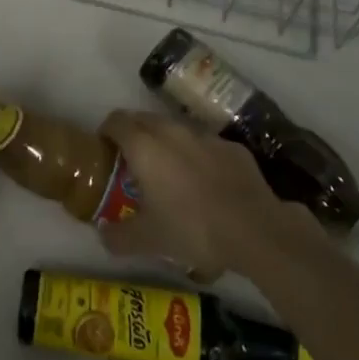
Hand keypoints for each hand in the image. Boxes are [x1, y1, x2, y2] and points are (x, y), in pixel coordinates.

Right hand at [95, 109, 307, 275]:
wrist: (255, 229)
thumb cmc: (192, 229)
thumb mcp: (148, 241)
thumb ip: (118, 237)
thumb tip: (102, 234)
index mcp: (144, 146)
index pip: (115, 121)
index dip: (106, 132)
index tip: (105, 150)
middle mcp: (172, 131)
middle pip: (143, 118)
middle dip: (133, 133)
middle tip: (131, 162)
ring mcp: (204, 135)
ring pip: (175, 128)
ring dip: (165, 141)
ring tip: (168, 171)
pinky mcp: (231, 146)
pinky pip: (204, 143)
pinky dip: (196, 154)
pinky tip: (204, 181)